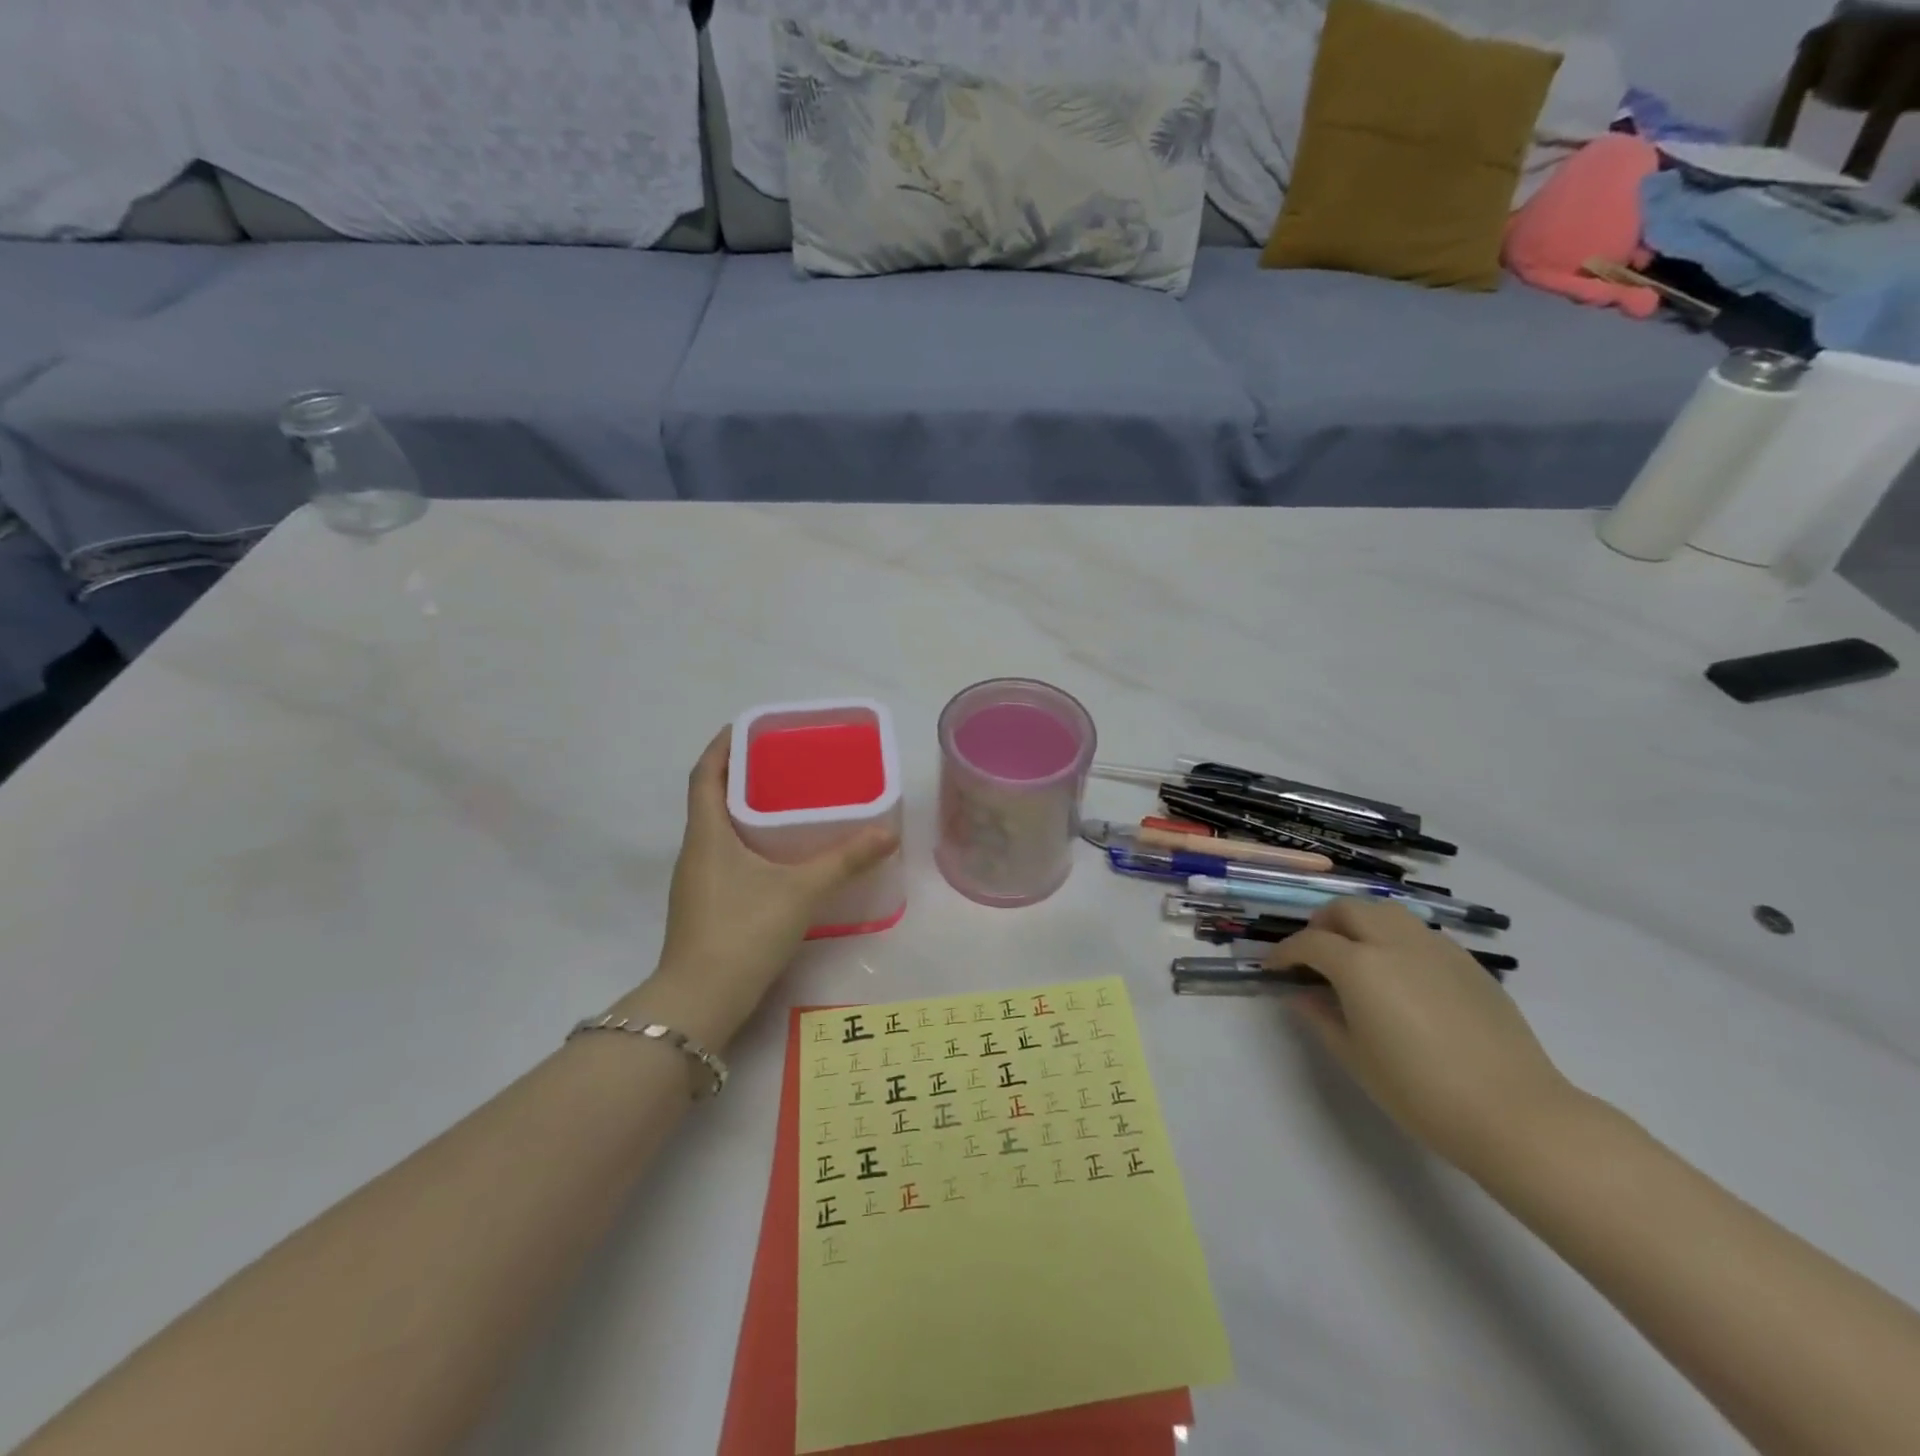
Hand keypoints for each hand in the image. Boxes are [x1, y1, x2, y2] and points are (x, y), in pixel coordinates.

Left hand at [631, 729, 896, 1048]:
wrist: (701, 1002)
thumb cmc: (744, 931)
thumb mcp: (801, 891)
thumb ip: (845, 860)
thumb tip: (887, 832)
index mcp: (706, 834)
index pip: (705, 774)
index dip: (722, 746)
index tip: (748, 728)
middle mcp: (695, 851)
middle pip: (711, 799)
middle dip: (742, 776)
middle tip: (783, 763)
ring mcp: (695, 882)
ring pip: (717, 830)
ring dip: (744, 811)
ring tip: (786, 802)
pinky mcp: (704, 907)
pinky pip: (724, 857)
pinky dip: (746, 843)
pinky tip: (778, 857)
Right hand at [1270, 899, 1577, 1174]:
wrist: (1515, 1114)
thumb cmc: (1420, 1092)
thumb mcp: (1355, 1058)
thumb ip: (1321, 1017)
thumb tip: (1302, 994)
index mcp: (1360, 965)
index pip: (1309, 942)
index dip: (1284, 952)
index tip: (1273, 968)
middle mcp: (1394, 943)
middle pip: (1347, 909)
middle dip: (1321, 925)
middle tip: (1313, 954)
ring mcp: (1436, 948)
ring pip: (1386, 911)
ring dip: (1361, 922)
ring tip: (1356, 954)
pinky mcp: (1468, 963)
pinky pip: (1420, 933)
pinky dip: (1396, 938)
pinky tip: (1401, 974)